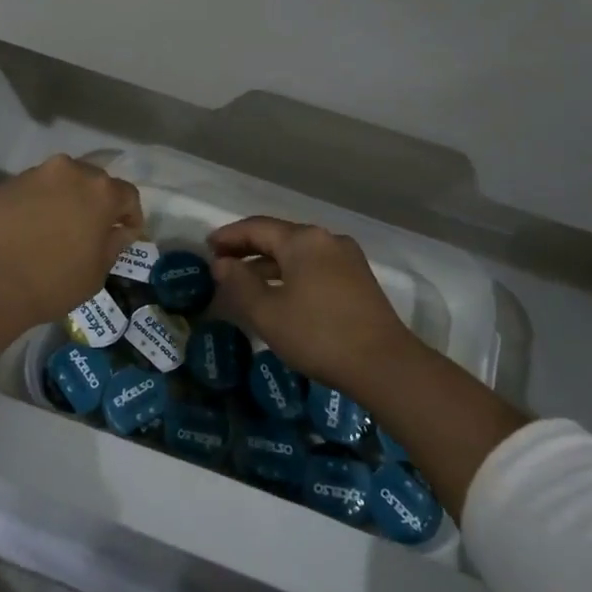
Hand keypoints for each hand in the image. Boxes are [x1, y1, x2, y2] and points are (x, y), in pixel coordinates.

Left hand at [0, 155, 143, 330]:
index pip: (129, 195)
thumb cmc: (51, 281)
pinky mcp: (8, 182)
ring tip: (59, 227)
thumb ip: (113, 246)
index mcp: (101, 192)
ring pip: (63, 181)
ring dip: (68, 199)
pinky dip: (40, 202)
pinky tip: (31, 228)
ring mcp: (37, 174)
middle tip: (92, 230)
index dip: (131, 215)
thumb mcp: (95, 274)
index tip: (126, 234)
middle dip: (98, 203)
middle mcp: (71, 171)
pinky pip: (36, 188)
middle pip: (95, 182)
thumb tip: (119, 232)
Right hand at [207, 217, 415, 391]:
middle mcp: (326, 239)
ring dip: (269, 264)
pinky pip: (314, 267)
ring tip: (245, 281)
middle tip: (222, 262)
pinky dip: (291, 274)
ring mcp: (347, 258)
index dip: (229, 236)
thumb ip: (240, 283)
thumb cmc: (318, 334)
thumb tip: (222, 263)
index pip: (257, 227)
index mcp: (303, 240)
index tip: (207, 246)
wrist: (384, 364)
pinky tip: (280, 294)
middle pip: (279, 236)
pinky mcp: (358, 280)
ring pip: (298, 253)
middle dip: (248, 248)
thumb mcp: (267, 312)